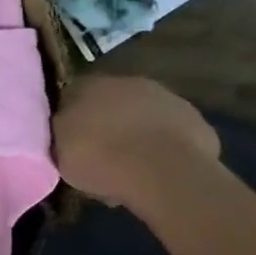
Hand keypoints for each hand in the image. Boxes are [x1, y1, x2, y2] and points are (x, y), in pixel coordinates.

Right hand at [51, 75, 220, 208]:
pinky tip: (158, 170)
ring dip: (136, 133)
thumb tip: (64, 127)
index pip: (71, 94)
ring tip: (130, 165)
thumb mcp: (58, 148)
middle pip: (110, 102)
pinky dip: (163, 147)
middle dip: (105, 123)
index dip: (69, 117)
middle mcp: (127, 82)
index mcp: (87, 84)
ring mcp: (167, 99)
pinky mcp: (197, 122)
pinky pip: (171, 135)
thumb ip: (60, 132)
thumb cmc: (99, 156)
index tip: (67, 139)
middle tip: (99, 153)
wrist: (163, 172)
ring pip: (143, 116)